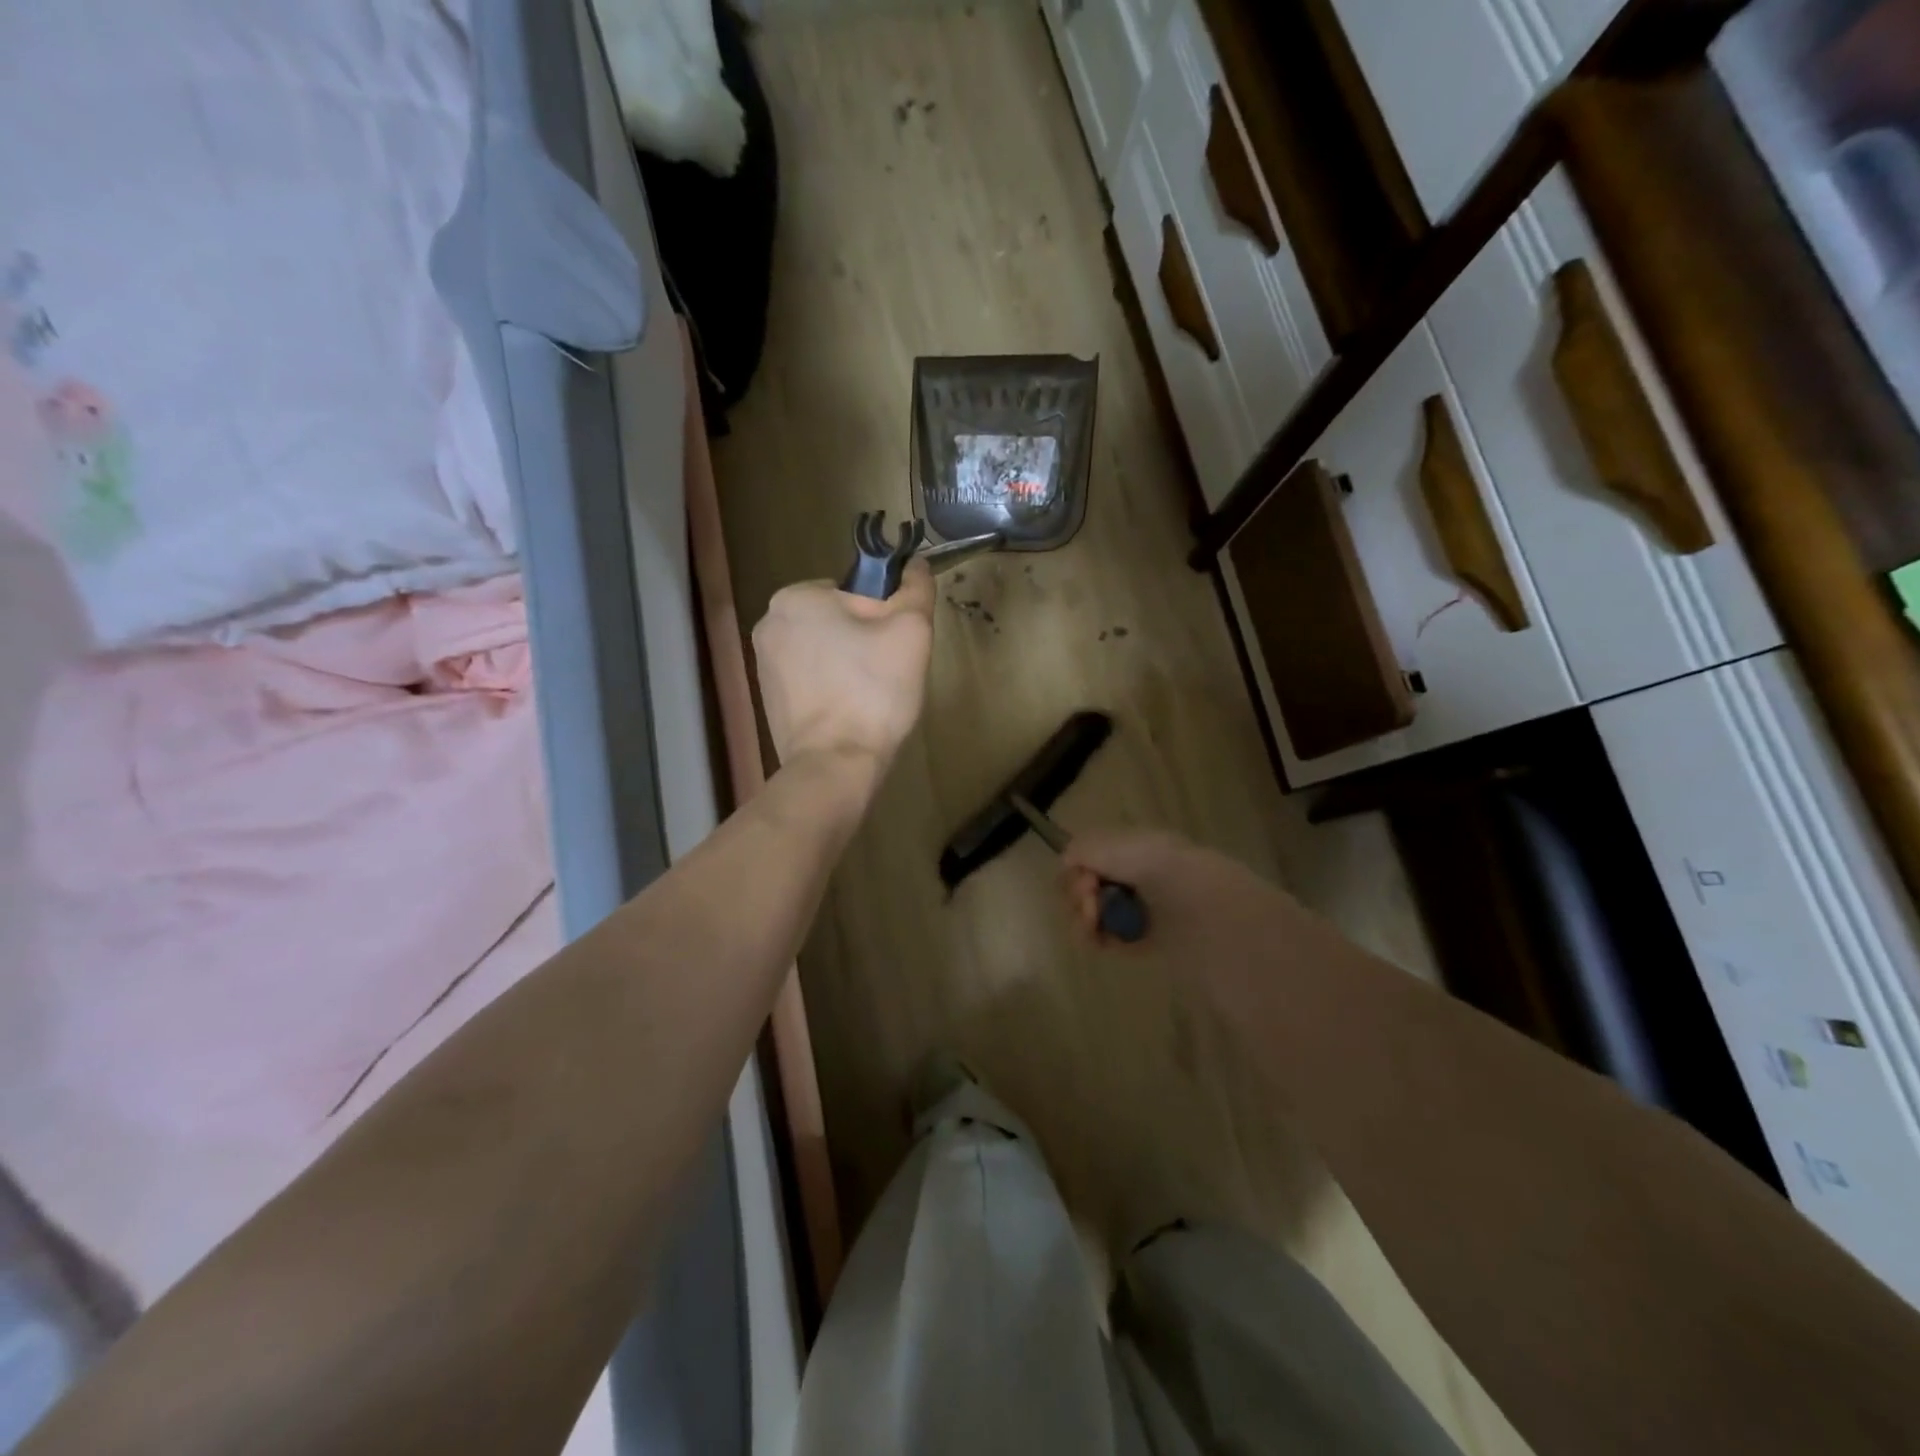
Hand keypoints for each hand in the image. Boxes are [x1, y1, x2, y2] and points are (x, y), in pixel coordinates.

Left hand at [751, 559, 935, 772]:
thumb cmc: (873, 691)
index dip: (883, 617)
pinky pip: (810, 680)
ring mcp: (763, 664)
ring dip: (848, 666)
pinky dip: (830, 689)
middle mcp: (769, 623)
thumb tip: (915, 563)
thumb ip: (916, 589)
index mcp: (795, 597)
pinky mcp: (768, 698)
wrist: (836, 764)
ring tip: (867, 698)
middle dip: (863, 642)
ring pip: (824, 651)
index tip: (893, 648)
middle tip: (885, 675)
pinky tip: (847, 714)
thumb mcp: (911, 630)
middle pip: (837, 621)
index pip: (854, 593)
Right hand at [1062, 829, 1298, 964]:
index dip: (1078, 869)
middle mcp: (1141, 875)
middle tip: (1089, 909)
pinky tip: (1102, 944)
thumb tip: (1066, 861)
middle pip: (1091, 884)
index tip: (1084, 884)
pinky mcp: (1152, 942)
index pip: (1092, 854)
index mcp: (1139, 847)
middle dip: (1079, 896)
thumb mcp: (1122, 848)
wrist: (1214, 918)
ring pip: (1098, 913)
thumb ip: (1086, 849)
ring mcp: (1146, 910)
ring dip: (1086, 919)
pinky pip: (1114, 938)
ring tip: (1092, 931)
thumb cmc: (1167, 875)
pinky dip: (1101, 939)